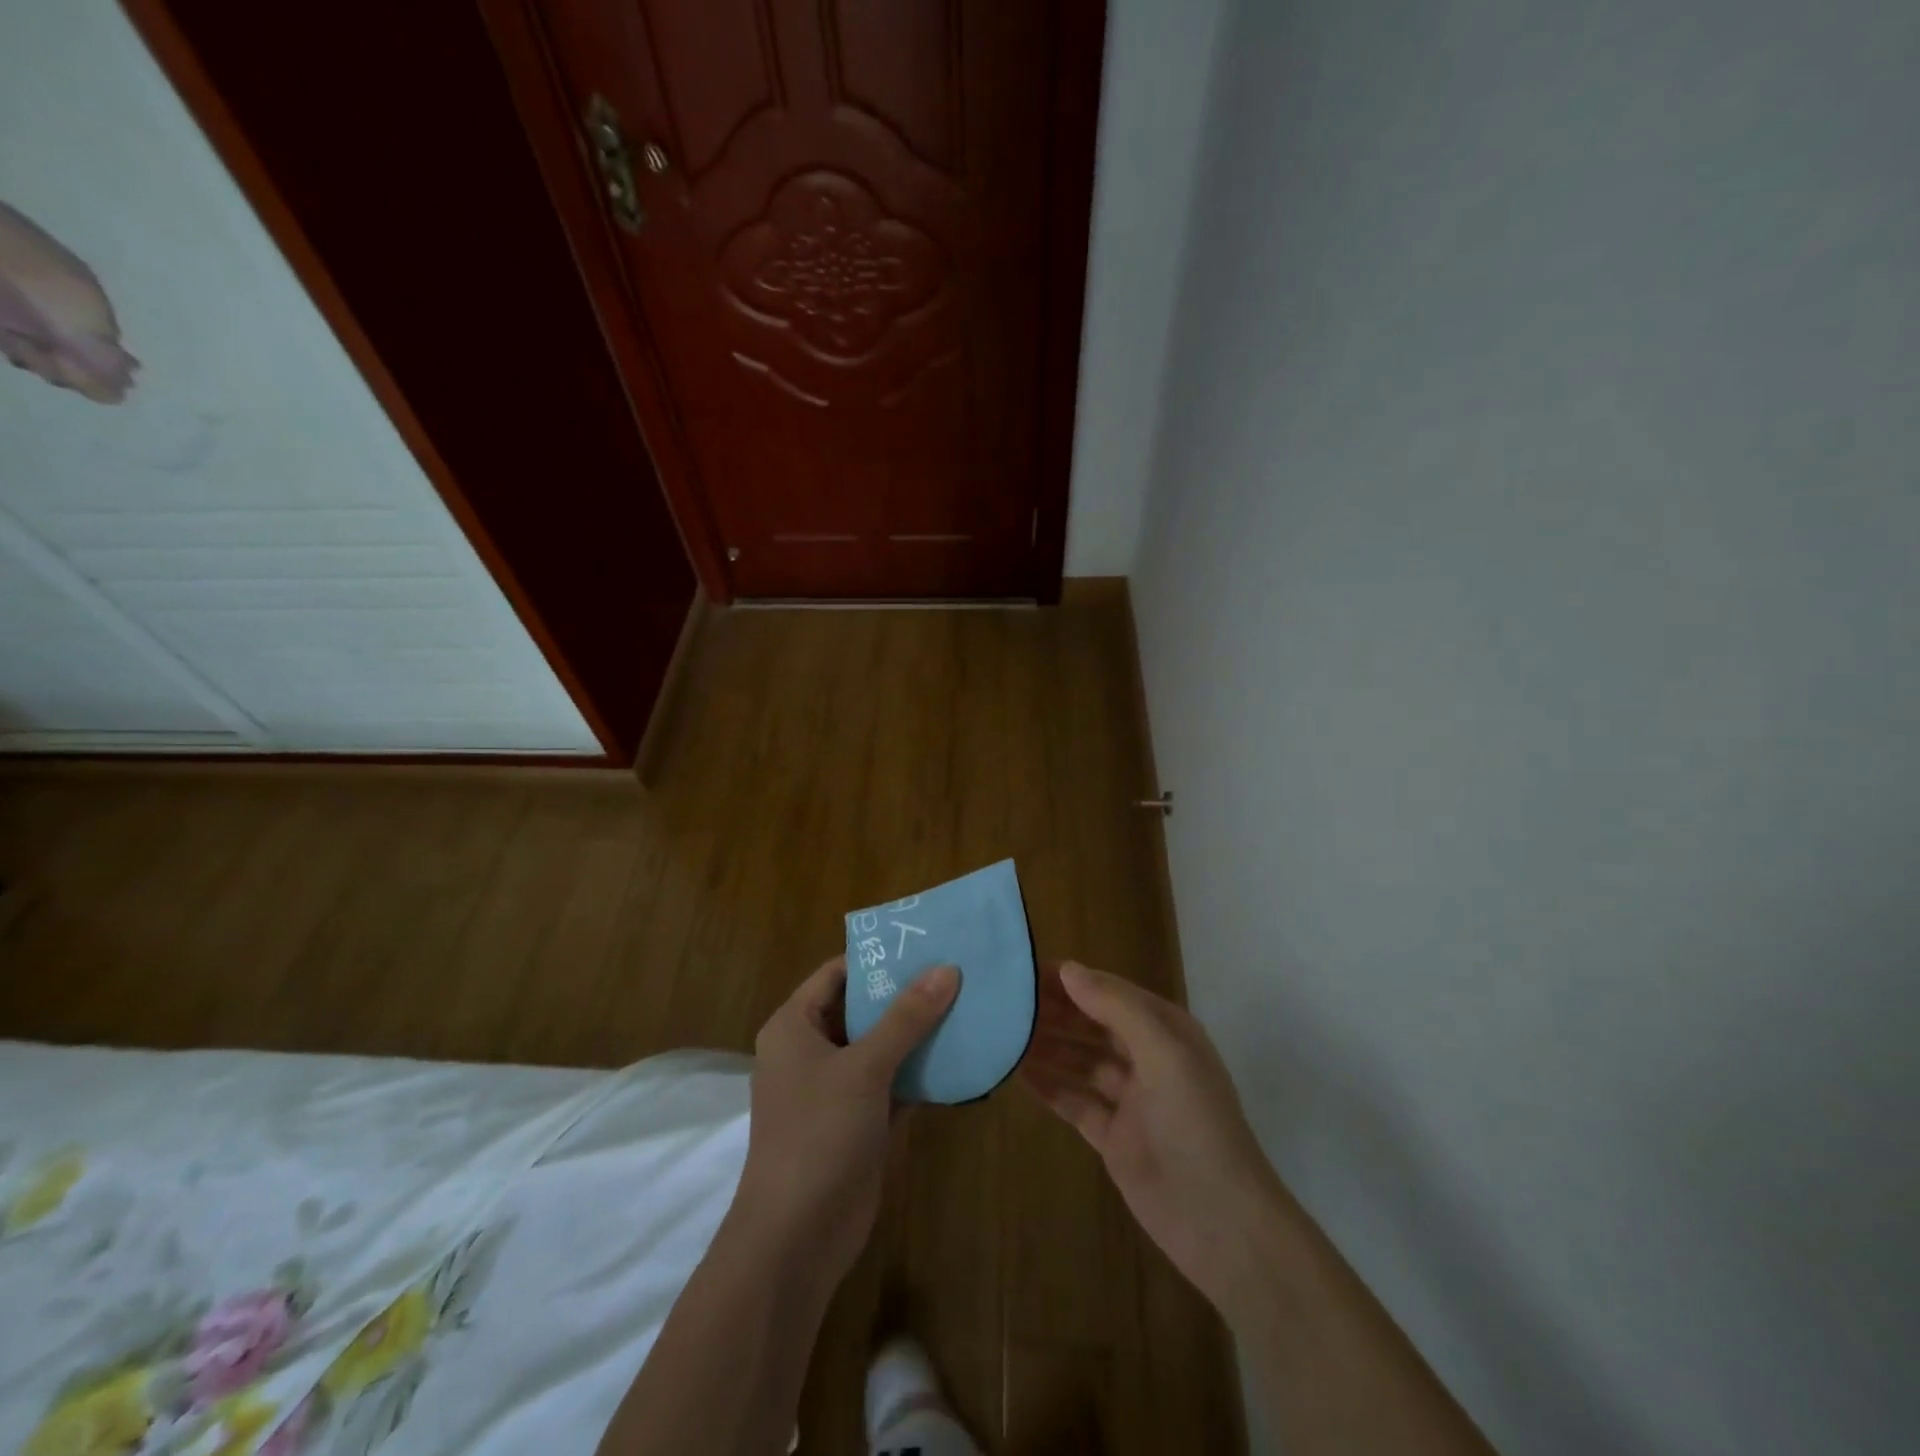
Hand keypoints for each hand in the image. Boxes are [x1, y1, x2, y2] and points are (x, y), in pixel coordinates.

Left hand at [736, 956, 959, 1283]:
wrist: (797, 1238)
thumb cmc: (819, 1134)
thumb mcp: (864, 1067)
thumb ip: (906, 1017)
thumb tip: (946, 968)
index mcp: (795, 1026)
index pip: (837, 974)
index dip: (877, 957)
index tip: (923, 943)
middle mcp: (811, 1051)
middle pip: (861, 1008)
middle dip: (905, 993)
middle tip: (954, 970)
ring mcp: (834, 1089)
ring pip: (880, 1046)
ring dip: (917, 1032)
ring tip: (965, 1003)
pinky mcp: (858, 1121)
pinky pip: (892, 1082)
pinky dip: (920, 1071)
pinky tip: (960, 1055)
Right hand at [1020, 961, 1283, 1310]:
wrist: (1221, 1224)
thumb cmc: (1195, 1125)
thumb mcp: (1163, 1053)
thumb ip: (1116, 1008)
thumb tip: (1069, 969)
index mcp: (1165, 1030)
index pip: (1109, 991)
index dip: (1070, 979)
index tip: (1024, 971)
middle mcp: (1147, 1057)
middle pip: (1092, 1024)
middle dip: (1054, 1011)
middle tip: (1005, 1002)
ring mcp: (1129, 1099)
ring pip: (1080, 1061)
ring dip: (1047, 1046)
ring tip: (1002, 1032)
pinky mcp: (1113, 1137)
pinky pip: (1074, 1101)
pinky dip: (1049, 1086)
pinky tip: (1017, 1073)